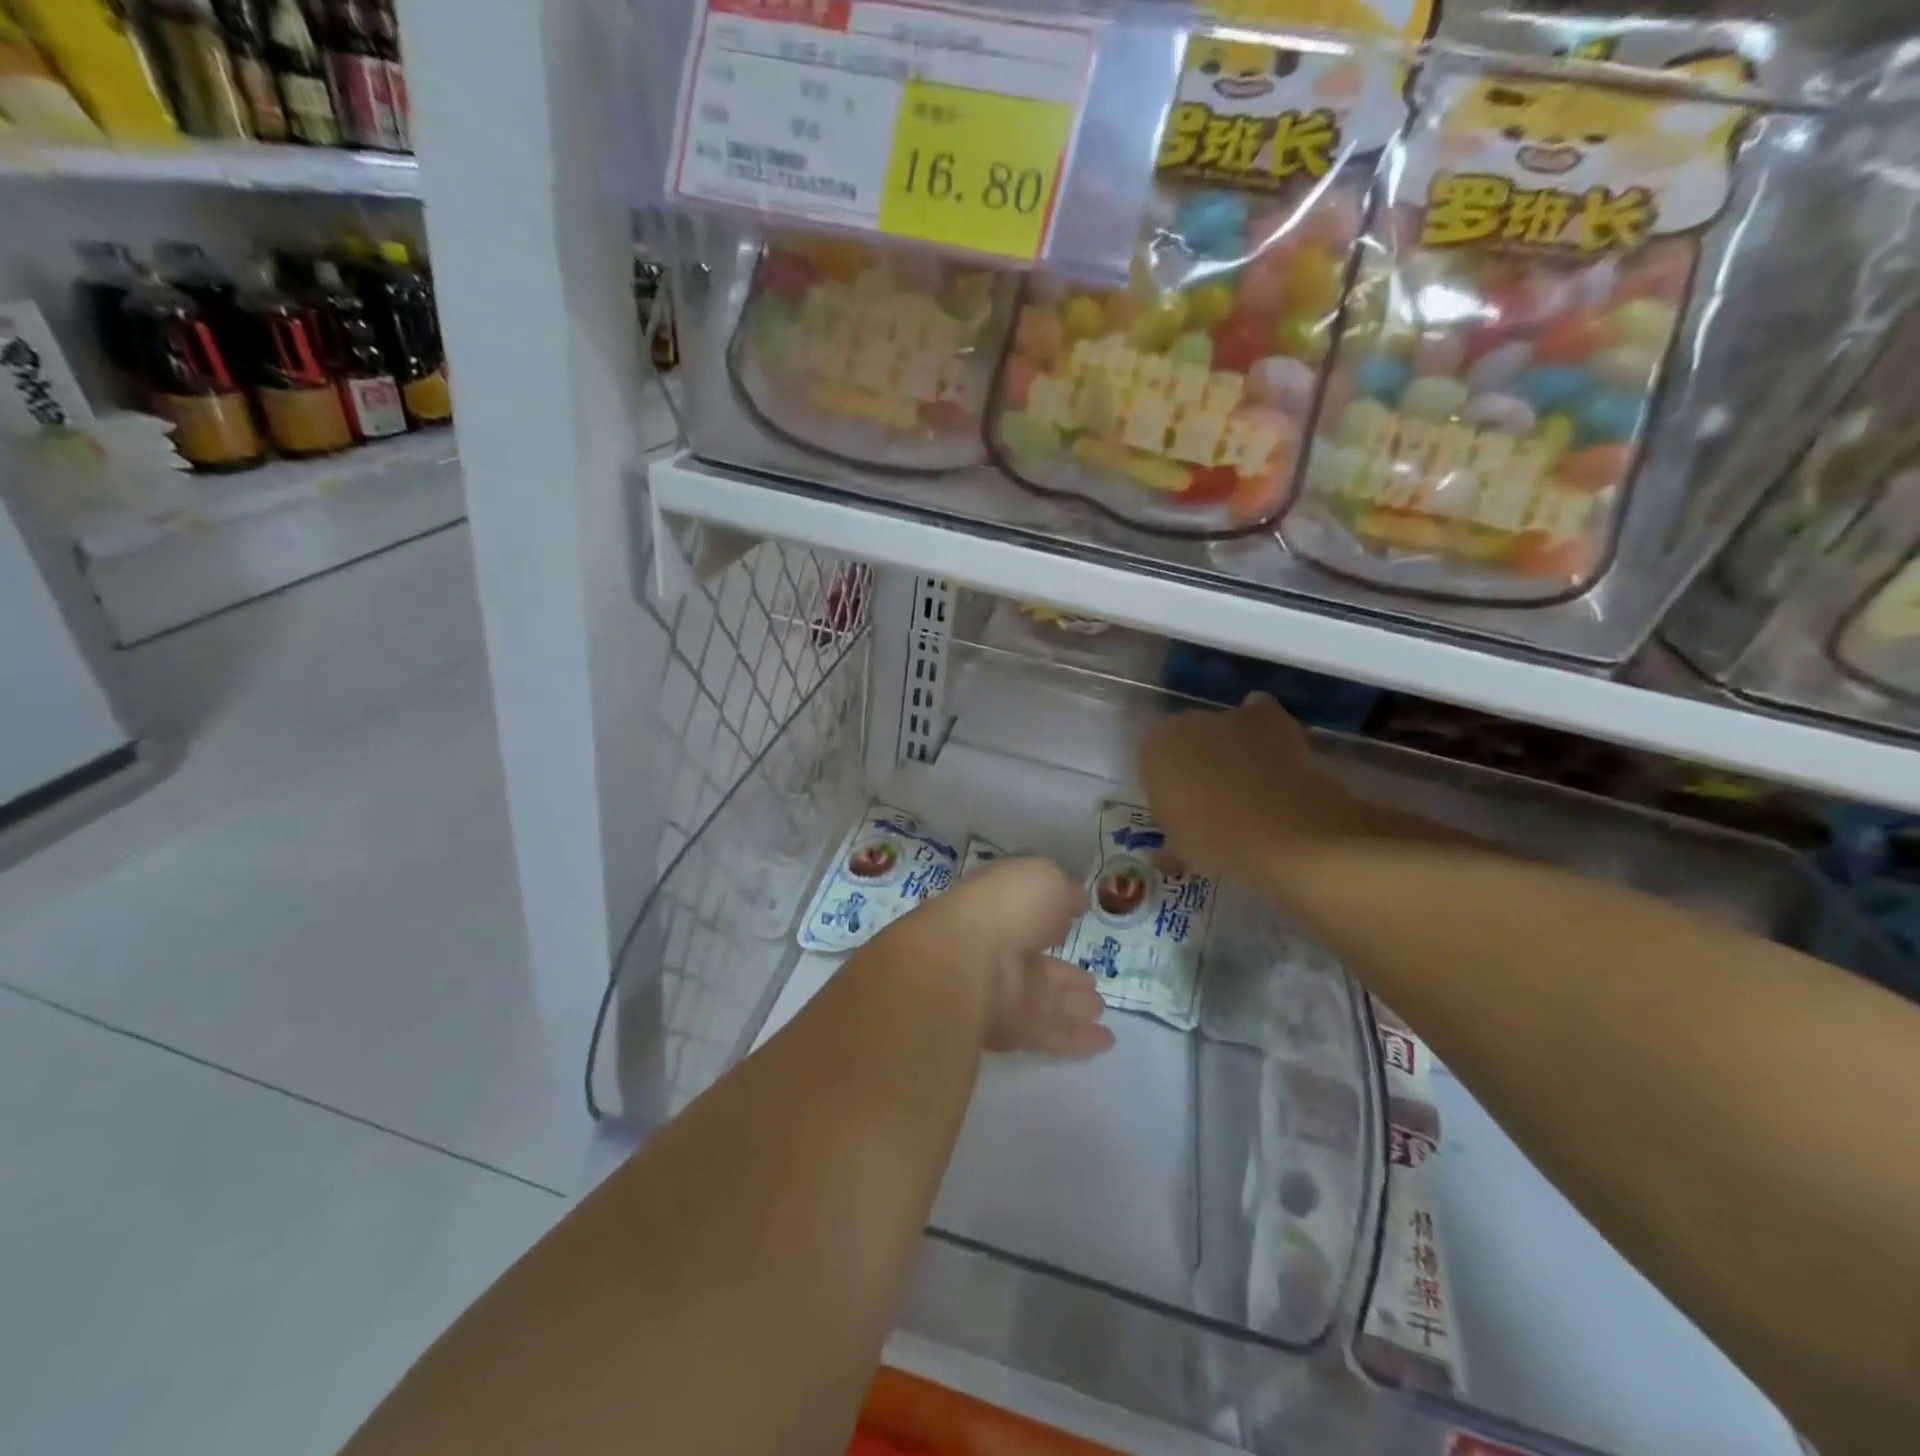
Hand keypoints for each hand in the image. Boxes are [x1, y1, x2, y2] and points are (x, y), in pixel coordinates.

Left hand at [897, 858, 1114, 1058]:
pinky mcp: (1011, 1029)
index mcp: (1001, 907)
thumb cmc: (1006, 905)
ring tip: (1099, 1008)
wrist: (966, 960)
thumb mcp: (1044, 877)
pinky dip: (1078, 1038)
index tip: (1075, 921)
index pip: (1028, 914)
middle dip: (1065, 974)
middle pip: (1038, 965)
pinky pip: (1051, 1033)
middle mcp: (1000, 948)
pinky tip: (1106, 1040)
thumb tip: (1074, 901)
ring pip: (1045, 999)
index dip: (1052, 917)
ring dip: (1073, 1004)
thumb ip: (1063, 890)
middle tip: (1092, 983)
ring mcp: (1003, 990)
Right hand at [1140, 693, 1377, 888]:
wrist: (1281, 827)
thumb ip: (1171, 845)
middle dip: (1198, 763)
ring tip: (1252, 783)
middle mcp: (1184, 725)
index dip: (1170, 789)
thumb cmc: (1216, 840)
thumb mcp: (1183, 851)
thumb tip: (1168, 855)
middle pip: (1187, 741)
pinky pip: (1259, 713)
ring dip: (1231, 746)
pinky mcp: (1268, 716)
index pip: (1154, 765)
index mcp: (1153, 754)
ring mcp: (1227, 716)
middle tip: (1216, 800)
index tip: (1184, 812)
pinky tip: (1274, 752)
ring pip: (1222, 727)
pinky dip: (1264, 727)